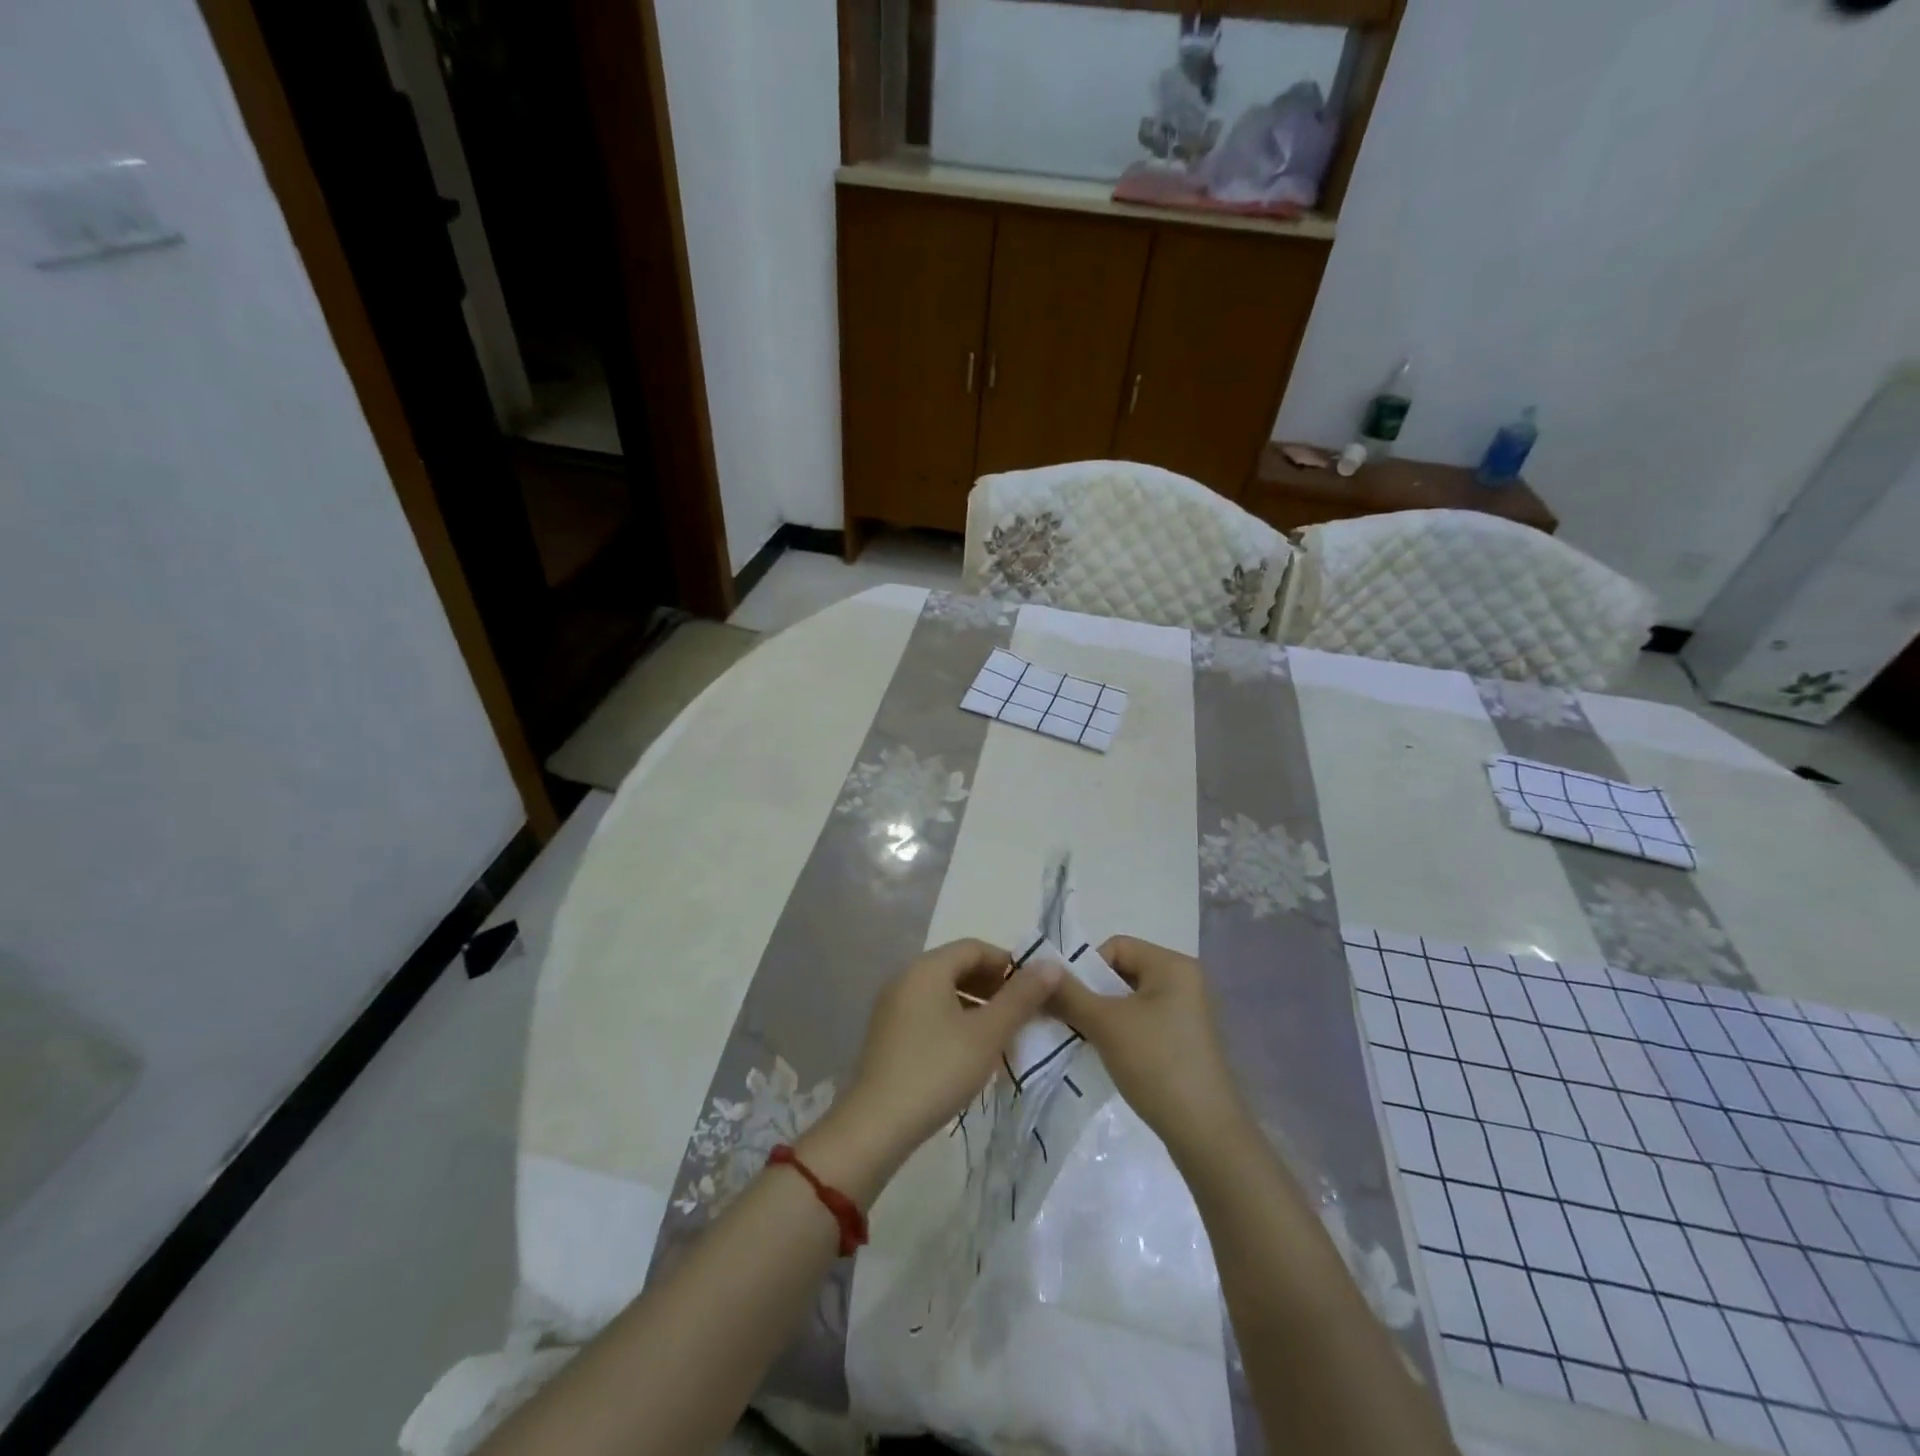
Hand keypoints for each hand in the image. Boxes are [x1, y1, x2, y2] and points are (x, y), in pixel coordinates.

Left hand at [817, 940, 1061, 1190]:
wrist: (877, 1125)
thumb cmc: (938, 1070)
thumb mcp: (987, 1034)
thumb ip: (1021, 998)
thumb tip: (1052, 965)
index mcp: (927, 968)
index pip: (975, 948)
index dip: (1008, 964)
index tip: (1035, 991)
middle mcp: (906, 977)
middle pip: (958, 967)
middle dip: (994, 986)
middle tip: (1023, 1014)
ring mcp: (893, 1006)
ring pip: (944, 992)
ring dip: (977, 1006)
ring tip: (1003, 1035)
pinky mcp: (888, 1033)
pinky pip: (930, 1012)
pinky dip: (956, 1021)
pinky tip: (972, 1052)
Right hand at [1048, 936, 1251, 1165]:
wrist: (1205, 1135)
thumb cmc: (1157, 1065)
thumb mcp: (1106, 1024)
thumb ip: (1069, 994)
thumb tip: (1038, 968)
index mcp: (1173, 965)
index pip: (1116, 946)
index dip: (1087, 968)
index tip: (1070, 1000)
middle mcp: (1184, 981)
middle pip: (1122, 971)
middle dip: (1092, 993)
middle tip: (1070, 1020)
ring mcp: (1186, 1013)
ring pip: (1130, 1000)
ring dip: (1102, 1015)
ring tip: (1085, 1039)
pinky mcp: (1184, 1041)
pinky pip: (1142, 1022)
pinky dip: (1120, 1032)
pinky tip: (1107, 1055)